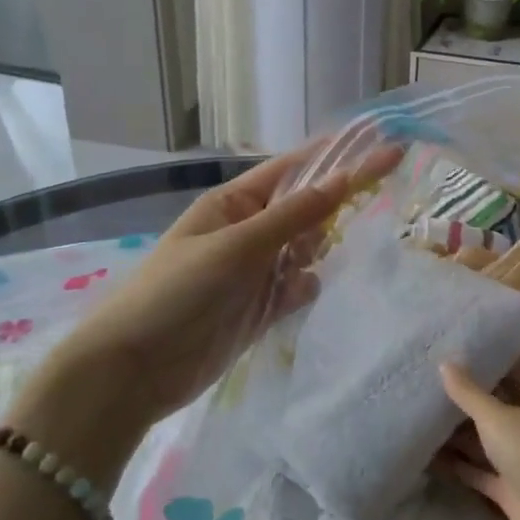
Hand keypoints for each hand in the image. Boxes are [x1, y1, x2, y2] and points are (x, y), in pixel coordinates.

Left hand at [8, 146, 401, 488]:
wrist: (135, 371)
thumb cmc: (178, 292)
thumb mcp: (236, 246)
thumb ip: (293, 216)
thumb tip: (344, 179)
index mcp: (234, 203)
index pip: (295, 170)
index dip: (338, 159)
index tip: (384, 149)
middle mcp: (249, 231)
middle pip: (306, 209)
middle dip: (328, 212)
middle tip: (355, 215)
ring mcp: (256, 270)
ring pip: (306, 249)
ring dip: (314, 254)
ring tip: (301, 268)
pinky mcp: (261, 308)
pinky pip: (299, 288)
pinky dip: (304, 290)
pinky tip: (295, 299)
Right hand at [439, 364, 519, 519]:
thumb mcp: (495, 415)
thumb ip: (468, 393)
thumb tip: (445, 362)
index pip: (513, 379)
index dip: (491, 370)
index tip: (461, 360)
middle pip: (495, 412)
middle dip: (468, 404)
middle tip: (432, 389)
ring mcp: (516, 461)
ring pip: (483, 444)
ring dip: (459, 436)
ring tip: (424, 419)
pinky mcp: (504, 489)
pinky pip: (476, 472)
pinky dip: (457, 466)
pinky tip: (429, 456)